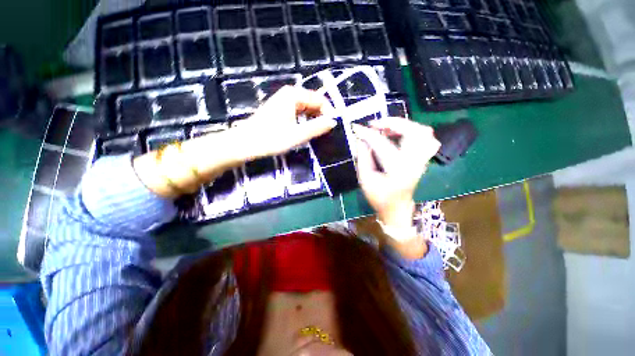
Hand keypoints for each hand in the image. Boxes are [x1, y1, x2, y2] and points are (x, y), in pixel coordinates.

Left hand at [230, 85, 336, 160]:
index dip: (329, 112)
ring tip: (317, 132)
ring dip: (313, 119)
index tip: (333, 127)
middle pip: (313, 102)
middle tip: (326, 131)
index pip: (319, 99)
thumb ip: (317, 127)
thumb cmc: (271, 139)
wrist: (245, 144)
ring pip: (305, 107)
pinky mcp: (279, 110)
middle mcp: (289, 94)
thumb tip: (333, 121)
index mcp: (294, 95)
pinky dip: (304, 120)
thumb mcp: (298, 135)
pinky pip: (298, 111)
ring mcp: (283, 101)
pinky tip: (305, 130)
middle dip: (321, 115)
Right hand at [352, 118, 440, 228]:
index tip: (356, 127)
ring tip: (387, 128)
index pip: (382, 144)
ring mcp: (422, 160)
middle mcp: (414, 162)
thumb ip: (362, 157)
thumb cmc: (379, 196)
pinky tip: (400, 135)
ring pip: (424, 132)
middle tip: (376, 124)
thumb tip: (360, 139)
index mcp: (397, 169)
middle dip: (392, 123)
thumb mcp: (365, 179)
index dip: (367, 134)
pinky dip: (414, 131)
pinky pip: (426, 139)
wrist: (397, 207)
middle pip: (413, 131)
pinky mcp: (423, 159)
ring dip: (404, 125)